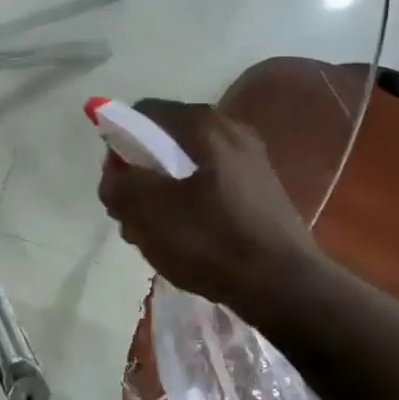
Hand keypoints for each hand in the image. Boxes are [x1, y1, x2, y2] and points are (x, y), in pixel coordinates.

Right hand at [97, 99, 321, 312]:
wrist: (283, 285)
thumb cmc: (211, 241)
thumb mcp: (148, 213)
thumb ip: (119, 185)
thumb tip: (115, 176)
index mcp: (204, 126)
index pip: (144, 113)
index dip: (119, 143)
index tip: (117, 183)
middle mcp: (231, 131)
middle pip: (164, 142)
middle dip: (140, 175)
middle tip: (132, 214)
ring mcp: (250, 161)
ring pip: (185, 168)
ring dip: (161, 195)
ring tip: (155, 234)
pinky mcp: (259, 191)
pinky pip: (208, 187)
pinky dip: (188, 206)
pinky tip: (185, 240)